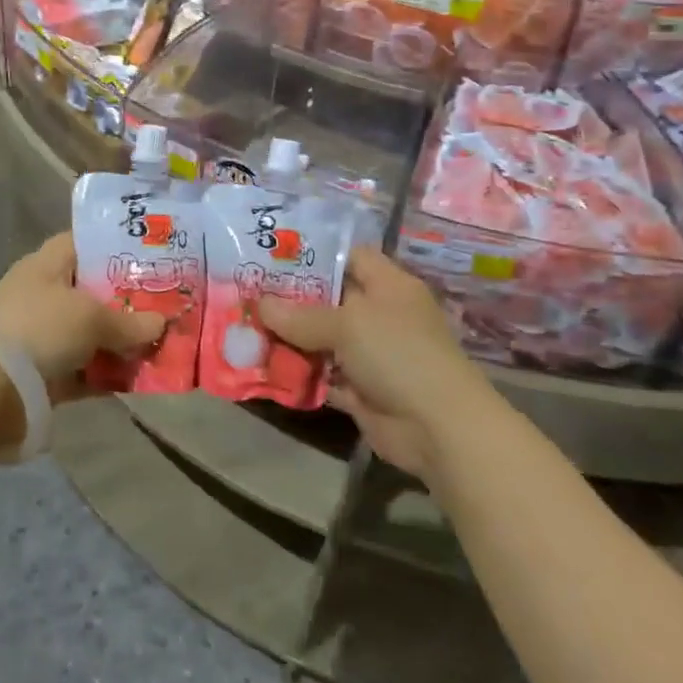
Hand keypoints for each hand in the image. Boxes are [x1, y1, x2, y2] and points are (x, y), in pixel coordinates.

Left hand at [0, 233, 165, 400]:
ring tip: (159, 346)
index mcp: (45, 265)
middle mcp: (42, 295)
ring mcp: (40, 336)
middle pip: (91, 292)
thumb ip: (129, 322)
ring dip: (119, 343)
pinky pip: (82, 370)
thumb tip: (161, 323)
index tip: (148, 258)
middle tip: (165, 306)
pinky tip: (137, 380)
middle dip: (126, 302)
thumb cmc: (40, 329)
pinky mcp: (42, 374)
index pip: (82, 244)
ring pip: (89, 334)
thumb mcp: (91, 318)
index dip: (113, 247)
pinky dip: (105, 375)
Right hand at [257, 247, 482, 476]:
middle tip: (248, 292)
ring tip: (245, 327)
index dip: (315, 253)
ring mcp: (371, 354)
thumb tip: (261, 304)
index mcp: (388, 285)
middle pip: (329, 298)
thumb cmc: (398, 354)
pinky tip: (263, 365)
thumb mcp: (347, 324)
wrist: (438, 428)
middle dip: (291, 298)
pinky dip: (298, 372)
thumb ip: (301, 315)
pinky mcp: (361, 389)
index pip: (350, 256)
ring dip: (289, 338)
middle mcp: (380, 315)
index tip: (274, 255)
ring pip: (322, 338)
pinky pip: (322, 374)